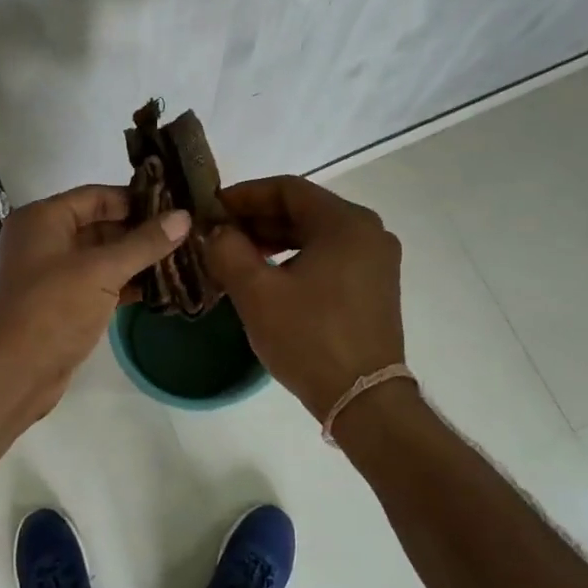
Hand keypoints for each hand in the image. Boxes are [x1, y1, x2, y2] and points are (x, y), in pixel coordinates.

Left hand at [0, 185, 189, 420]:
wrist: (13, 373)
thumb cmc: (52, 309)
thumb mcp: (102, 271)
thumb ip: (144, 243)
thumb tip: (183, 216)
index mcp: (43, 218)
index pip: (97, 197)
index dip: (136, 200)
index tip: (176, 205)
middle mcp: (44, 240)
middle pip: (100, 225)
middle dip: (141, 232)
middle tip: (186, 234)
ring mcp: (51, 274)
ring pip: (102, 258)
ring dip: (137, 260)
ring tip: (183, 259)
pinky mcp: (61, 304)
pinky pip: (98, 284)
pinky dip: (125, 285)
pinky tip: (161, 289)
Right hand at [204, 176, 404, 422]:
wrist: (363, 400)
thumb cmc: (309, 338)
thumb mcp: (256, 292)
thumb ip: (228, 250)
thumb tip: (217, 231)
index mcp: (346, 222)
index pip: (287, 188)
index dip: (244, 195)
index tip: (211, 209)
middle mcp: (368, 232)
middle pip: (303, 209)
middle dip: (257, 219)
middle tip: (218, 233)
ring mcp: (376, 260)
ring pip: (315, 234)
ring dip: (273, 239)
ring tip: (236, 256)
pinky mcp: (374, 286)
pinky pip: (328, 256)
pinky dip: (295, 258)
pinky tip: (267, 277)